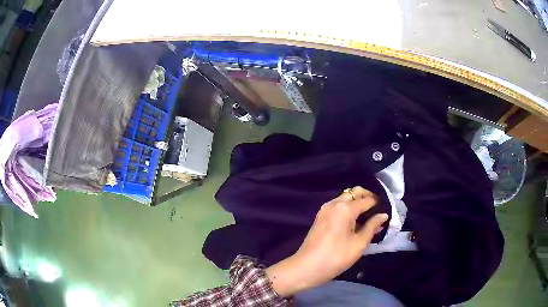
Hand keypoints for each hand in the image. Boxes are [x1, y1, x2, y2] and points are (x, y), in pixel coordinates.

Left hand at [266, 186, 388, 296]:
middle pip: (355, 193)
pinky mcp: (320, 216)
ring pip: (346, 198)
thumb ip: (372, 226)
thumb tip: (383, 215)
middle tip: (378, 212)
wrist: (306, 267)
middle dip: (368, 198)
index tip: (387, 211)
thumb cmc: (336, 257)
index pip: (367, 199)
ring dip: (358, 204)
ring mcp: (325, 209)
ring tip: (369, 219)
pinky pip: (338, 206)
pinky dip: (349, 209)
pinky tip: (356, 222)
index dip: (379, 204)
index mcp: (345, 208)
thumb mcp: (359, 243)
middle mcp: (334, 203)